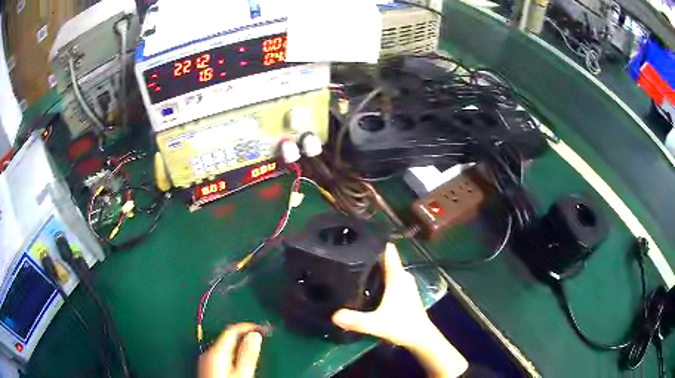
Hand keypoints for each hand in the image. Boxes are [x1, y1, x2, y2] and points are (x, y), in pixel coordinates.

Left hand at [199, 323, 262, 377]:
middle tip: (260, 341)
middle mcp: (207, 353)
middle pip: (227, 338)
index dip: (248, 327)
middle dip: (244, 338)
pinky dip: (231, 356)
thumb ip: (248, 355)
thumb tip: (255, 335)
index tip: (261, 329)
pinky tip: (239, 364)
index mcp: (216, 352)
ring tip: (252, 353)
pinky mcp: (205, 367)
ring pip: (224, 347)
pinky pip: (220, 356)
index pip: (231, 330)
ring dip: (238, 347)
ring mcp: (205, 361)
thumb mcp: (242, 374)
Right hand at [332, 243, 433, 347]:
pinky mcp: (405, 293)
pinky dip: (380, 278)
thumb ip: (355, 320)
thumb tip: (333, 316)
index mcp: (398, 276)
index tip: (359, 236)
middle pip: (385, 259)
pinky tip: (367, 285)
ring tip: (354, 267)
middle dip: (369, 256)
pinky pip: (391, 279)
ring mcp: (406, 284)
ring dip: (374, 268)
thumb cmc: (402, 325)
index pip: (388, 251)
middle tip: (349, 255)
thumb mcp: (376, 324)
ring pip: (388, 270)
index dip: (375, 242)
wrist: (421, 337)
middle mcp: (403, 276)